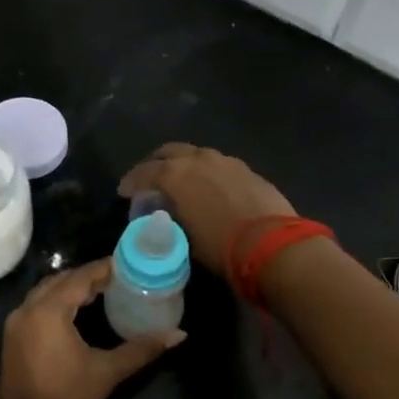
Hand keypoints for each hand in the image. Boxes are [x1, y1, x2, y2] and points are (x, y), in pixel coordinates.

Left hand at [0, 260, 182, 398]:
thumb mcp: (108, 371)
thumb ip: (142, 348)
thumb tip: (179, 335)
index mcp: (48, 311)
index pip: (79, 278)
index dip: (102, 269)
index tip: (125, 265)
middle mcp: (26, 310)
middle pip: (59, 281)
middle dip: (85, 277)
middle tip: (115, 279)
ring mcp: (14, 325)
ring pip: (44, 293)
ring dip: (68, 289)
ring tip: (98, 292)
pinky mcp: (11, 340)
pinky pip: (34, 308)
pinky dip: (54, 303)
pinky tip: (74, 313)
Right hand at [117, 143, 296, 275]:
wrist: (273, 245)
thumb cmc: (221, 246)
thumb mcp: (184, 236)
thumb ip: (172, 217)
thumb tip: (169, 214)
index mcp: (176, 174)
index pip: (144, 172)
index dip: (132, 182)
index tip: (125, 192)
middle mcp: (198, 159)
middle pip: (170, 152)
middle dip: (157, 163)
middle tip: (151, 179)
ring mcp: (226, 161)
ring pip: (197, 155)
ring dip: (185, 166)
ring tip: (182, 184)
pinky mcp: (247, 170)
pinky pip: (219, 166)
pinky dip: (208, 174)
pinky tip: (211, 190)